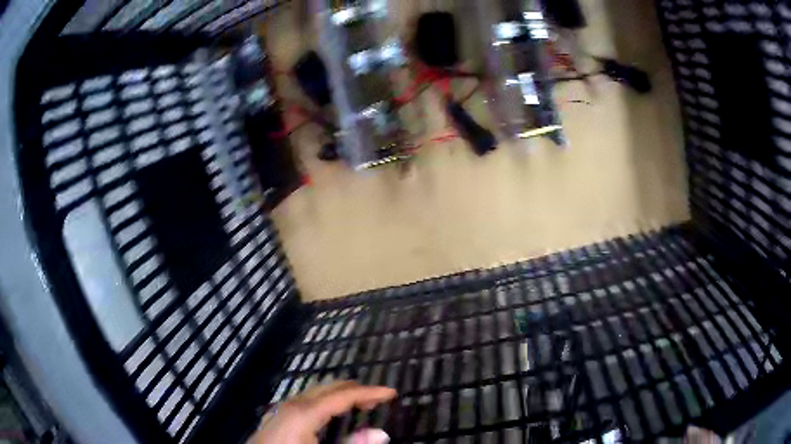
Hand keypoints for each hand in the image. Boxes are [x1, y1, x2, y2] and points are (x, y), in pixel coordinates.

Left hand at [247, 381, 396, 443]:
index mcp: (304, 412)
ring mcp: (281, 410)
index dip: (369, 392)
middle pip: (328, 388)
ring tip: (360, 404)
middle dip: (355, 390)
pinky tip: (330, 414)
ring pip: (316, 394)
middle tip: (379, 398)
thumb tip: (380, 433)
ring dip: (340, 396)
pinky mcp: (276, 418)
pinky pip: (306, 402)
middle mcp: (292, 405)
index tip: (391, 393)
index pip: (343, 395)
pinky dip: (325, 403)